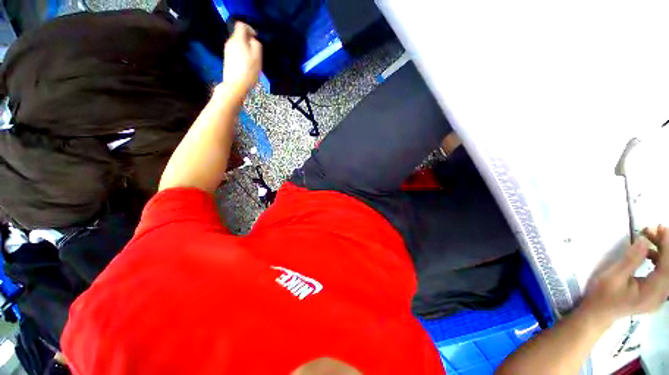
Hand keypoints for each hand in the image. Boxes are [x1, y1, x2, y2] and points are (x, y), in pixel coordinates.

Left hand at [222, 22, 261, 96]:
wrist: (235, 85)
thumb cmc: (248, 70)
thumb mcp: (257, 56)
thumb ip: (256, 44)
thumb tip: (253, 40)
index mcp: (238, 39)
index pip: (241, 25)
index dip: (250, 29)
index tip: (257, 38)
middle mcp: (230, 42)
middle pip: (239, 35)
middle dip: (248, 41)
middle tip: (257, 52)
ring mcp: (227, 51)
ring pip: (238, 45)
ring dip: (246, 49)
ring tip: (253, 61)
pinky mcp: (227, 60)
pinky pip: (236, 53)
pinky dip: (242, 56)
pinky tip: (247, 66)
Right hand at [580, 225, 668, 324]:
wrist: (597, 314)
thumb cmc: (602, 295)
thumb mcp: (613, 276)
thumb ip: (631, 260)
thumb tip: (644, 240)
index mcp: (653, 292)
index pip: (667, 265)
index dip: (667, 245)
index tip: (662, 228)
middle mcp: (661, 295)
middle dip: (665, 246)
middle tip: (653, 230)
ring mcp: (659, 296)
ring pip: (668, 270)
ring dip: (662, 252)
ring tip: (649, 239)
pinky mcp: (655, 293)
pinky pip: (664, 274)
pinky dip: (659, 260)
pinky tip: (649, 254)